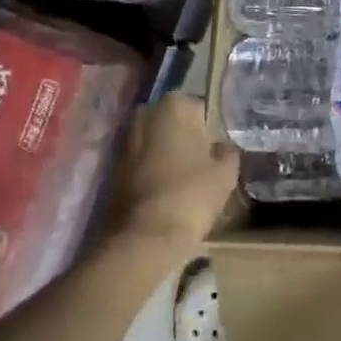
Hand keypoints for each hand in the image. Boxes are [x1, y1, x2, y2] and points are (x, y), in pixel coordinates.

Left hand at [99, 95, 239, 278]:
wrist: (145, 236)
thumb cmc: (191, 194)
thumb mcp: (226, 171)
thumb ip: (227, 150)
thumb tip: (221, 147)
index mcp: (175, 105)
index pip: (203, 108)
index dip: (214, 130)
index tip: (220, 149)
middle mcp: (145, 112)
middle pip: (176, 122)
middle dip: (188, 137)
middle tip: (206, 162)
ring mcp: (125, 138)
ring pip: (157, 141)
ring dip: (169, 153)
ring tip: (187, 177)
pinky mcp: (113, 164)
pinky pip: (142, 159)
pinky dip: (153, 168)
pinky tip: (167, 188)